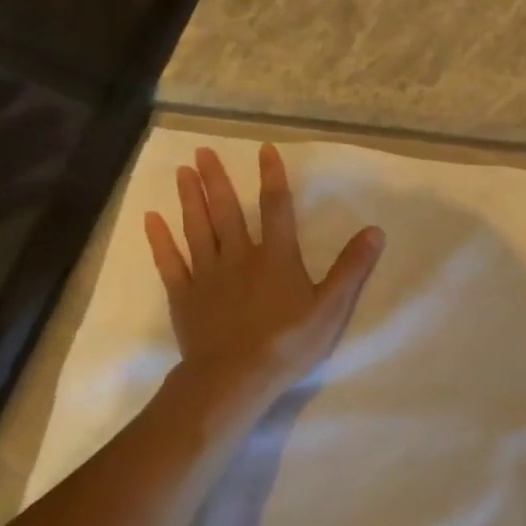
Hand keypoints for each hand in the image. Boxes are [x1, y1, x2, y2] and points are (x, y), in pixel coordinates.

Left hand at [144, 143, 382, 411]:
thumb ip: (351, 268)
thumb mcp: (331, 307)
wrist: (235, 376)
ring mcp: (207, 276)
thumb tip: (375, 230)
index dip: (272, 177)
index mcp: (276, 257)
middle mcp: (239, 256)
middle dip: (217, 180)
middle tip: (204, 151)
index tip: (264, 150)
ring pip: (197, 229)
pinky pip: (170, 263)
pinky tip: (151, 220)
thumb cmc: (288, 342)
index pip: (277, 208)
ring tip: (182, 171)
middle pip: (227, 211)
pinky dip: (160, 241)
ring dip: (190, 199)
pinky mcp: (185, 297)